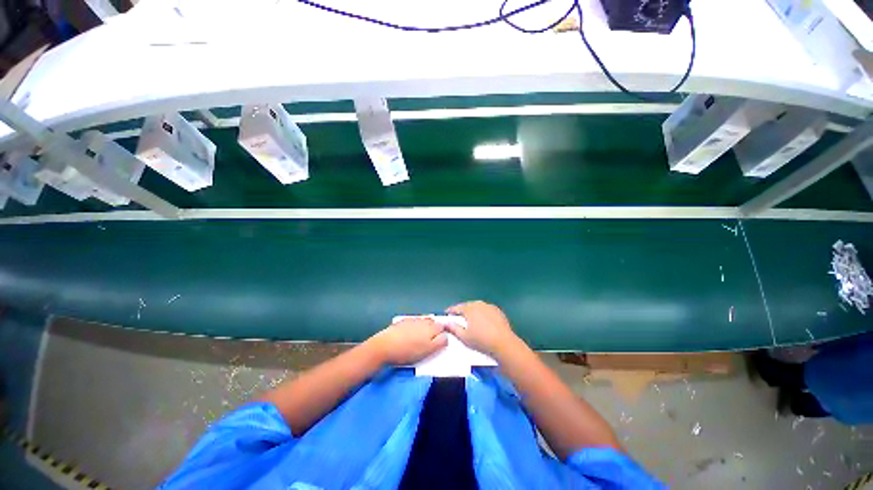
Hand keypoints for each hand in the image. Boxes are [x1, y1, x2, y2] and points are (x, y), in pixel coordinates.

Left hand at [369, 318, 447, 364]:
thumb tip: (446, 336)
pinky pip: (412, 323)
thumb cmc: (408, 351)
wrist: (385, 346)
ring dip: (424, 327)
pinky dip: (414, 327)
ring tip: (420, 338)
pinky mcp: (402, 322)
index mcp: (431, 327)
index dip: (443, 333)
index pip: (442, 327)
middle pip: (433, 322)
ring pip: (423, 322)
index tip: (440, 340)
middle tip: (431, 340)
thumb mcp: (428, 351)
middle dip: (434, 329)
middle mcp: (423, 321)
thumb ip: (440, 342)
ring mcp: (412, 320)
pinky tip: (409, 335)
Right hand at [445, 301, 518, 356]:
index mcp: (469, 309)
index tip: (447, 314)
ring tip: (470, 320)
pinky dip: (482, 314)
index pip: (457, 308)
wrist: (504, 343)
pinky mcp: (498, 311)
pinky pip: (486, 310)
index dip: (450, 311)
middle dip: (462, 311)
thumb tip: (447, 323)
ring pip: (477, 307)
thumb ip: (454, 329)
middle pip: (467, 305)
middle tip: (458, 318)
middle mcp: (479, 304)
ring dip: (473, 311)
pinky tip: (483, 322)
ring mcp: (489, 307)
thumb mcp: (464, 337)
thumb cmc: (482, 341)